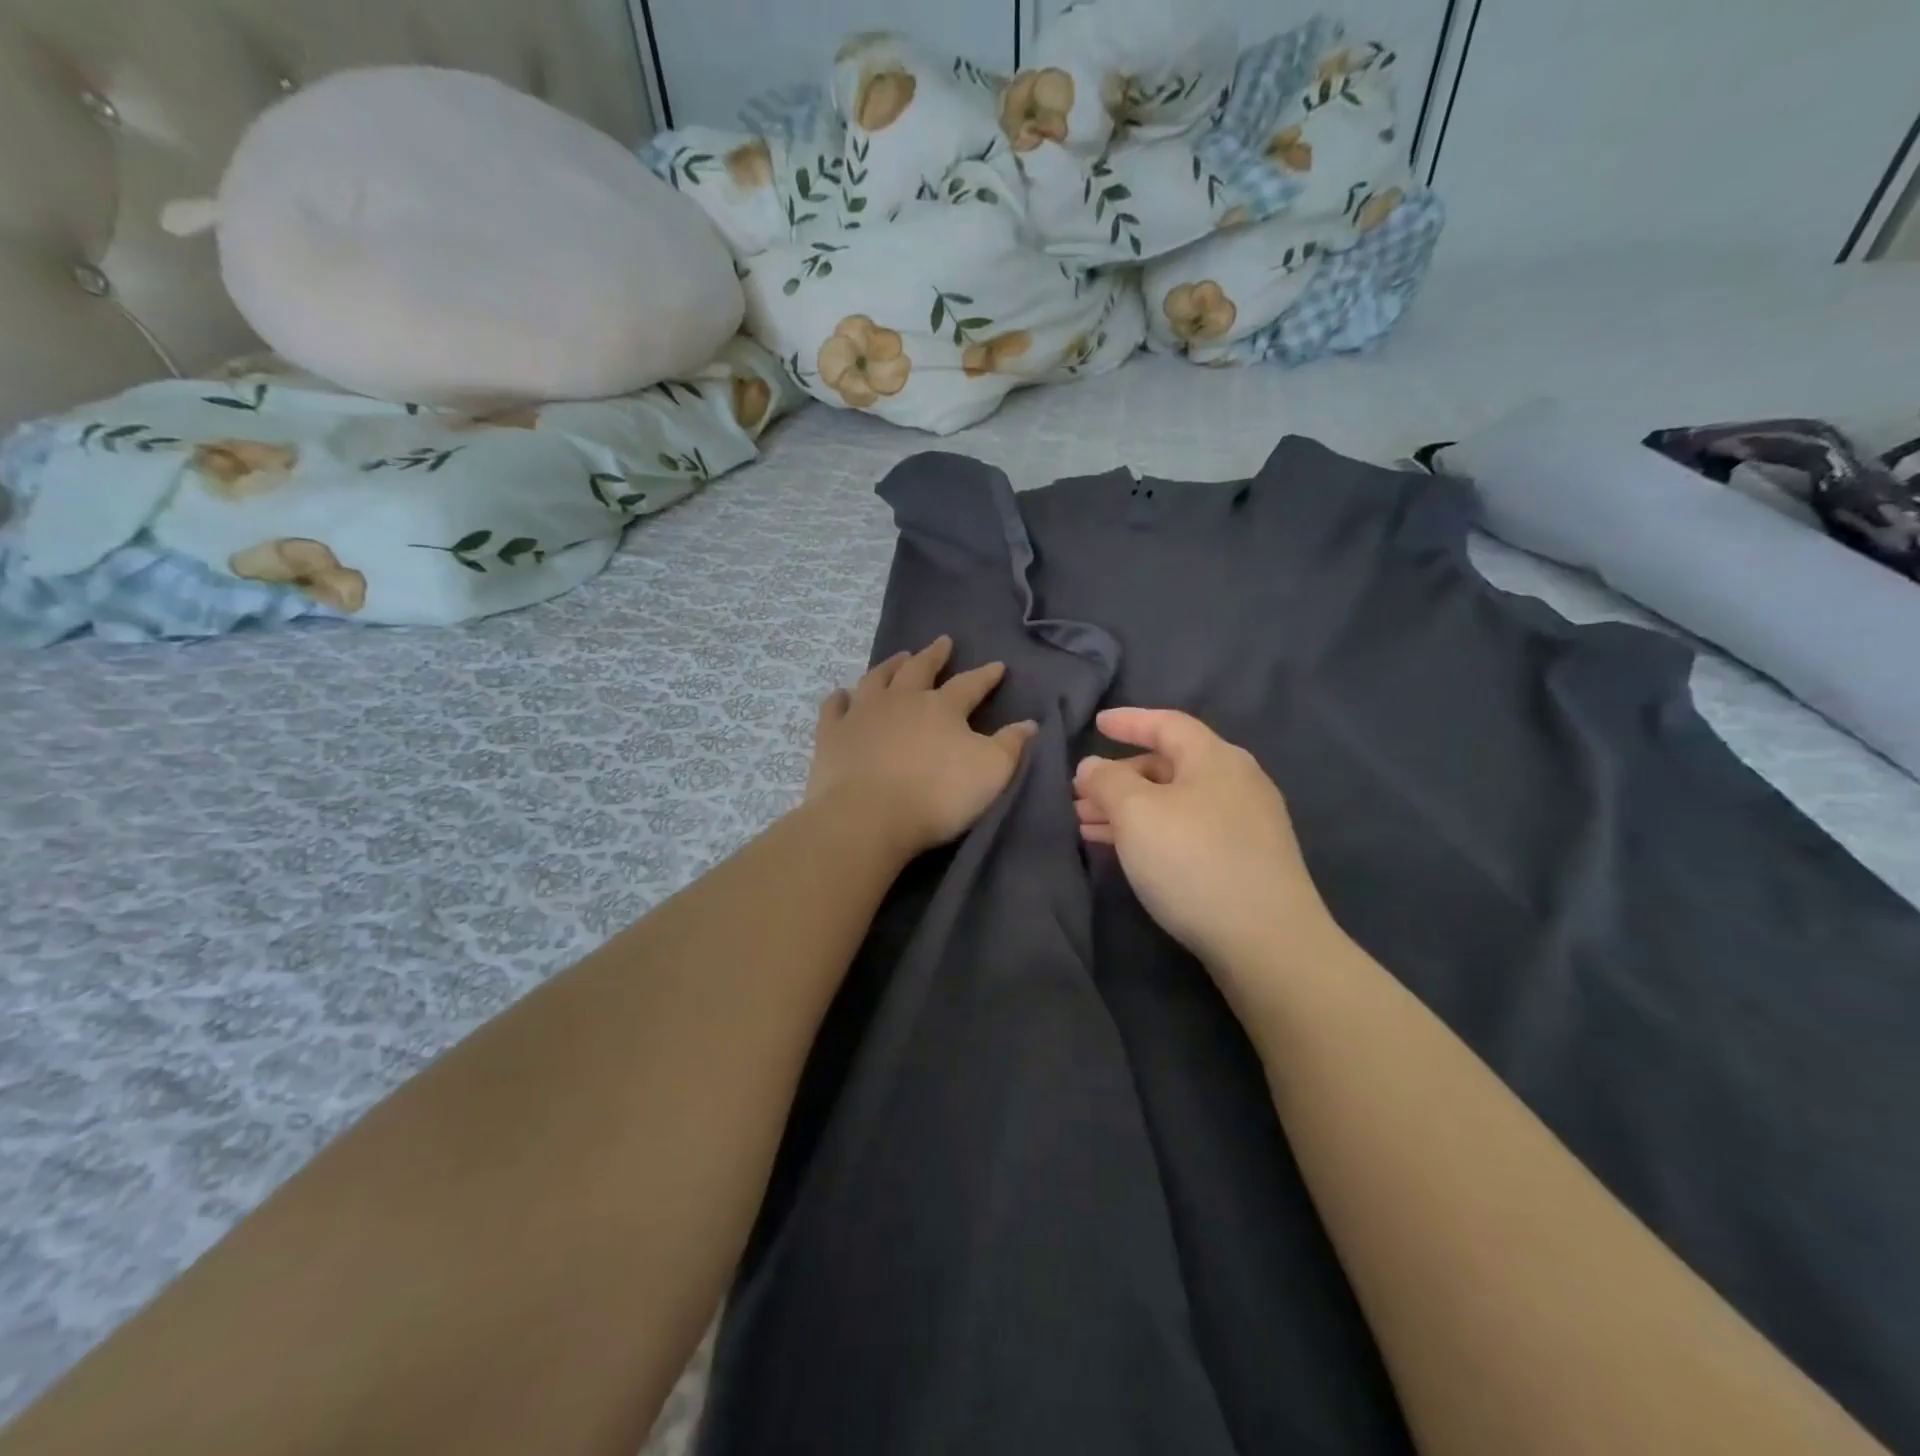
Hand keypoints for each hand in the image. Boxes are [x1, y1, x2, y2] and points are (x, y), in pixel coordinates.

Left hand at [809, 636, 1037, 856]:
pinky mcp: (832, 735)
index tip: (997, 666)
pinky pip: (834, 708)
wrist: (868, 816)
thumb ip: (1011, 746)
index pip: (970, 684)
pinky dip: (839, 699)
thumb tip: (1029, 723)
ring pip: (877, 679)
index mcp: (942, 707)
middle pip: (920, 669)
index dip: (986, 675)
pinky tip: (841, 694)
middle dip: (934, 655)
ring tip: (899, 657)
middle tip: (942, 642)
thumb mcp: (991, 772)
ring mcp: (863, 714)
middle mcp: (901, 700)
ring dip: (890, 666)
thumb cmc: (937, 795)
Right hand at [1074, 708, 1337, 998]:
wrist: (1267, 942)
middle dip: (1120, 778)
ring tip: (1088, 827)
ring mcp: (1246, 823)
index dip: (1129, 721)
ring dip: (1130, 810)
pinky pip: (1188, 830)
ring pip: (1176, 802)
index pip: (1167, 723)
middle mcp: (1236, 782)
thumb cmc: (1194, 861)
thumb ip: (1106, 782)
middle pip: (1169, 765)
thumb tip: (1092, 766)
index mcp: (1215, 758)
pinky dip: (1153, 832)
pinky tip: (1128, 851)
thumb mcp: (1136, 813)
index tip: (1097, 723)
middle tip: (1080, 796)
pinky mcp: (1247, 860)